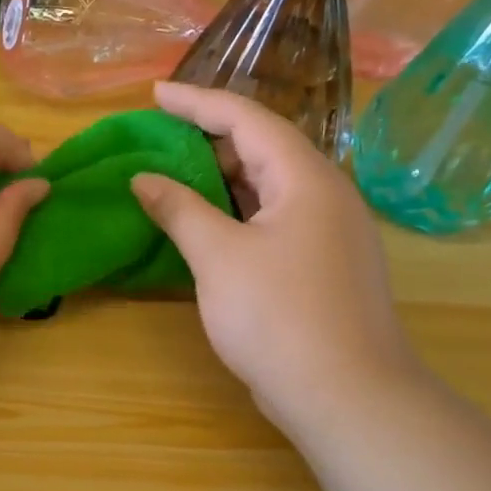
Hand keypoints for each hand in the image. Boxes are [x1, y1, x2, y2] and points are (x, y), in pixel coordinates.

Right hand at [131, 82, 419, 431]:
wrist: (348, 396)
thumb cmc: (279, 317)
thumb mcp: (218, 257)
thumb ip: (179, 209)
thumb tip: (143, 179)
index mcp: (306, 178)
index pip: (247, 119)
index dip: (197, 101)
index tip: (155, 94)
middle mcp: (326, 195)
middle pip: (264, 148)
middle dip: (209, 139)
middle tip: (160, 140)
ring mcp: (331, 232)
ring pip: (270, 187)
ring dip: (223, 178)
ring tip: (176, 176)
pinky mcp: (326, 265)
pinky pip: (276, 219)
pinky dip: (238, 212)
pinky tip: (209, 225)